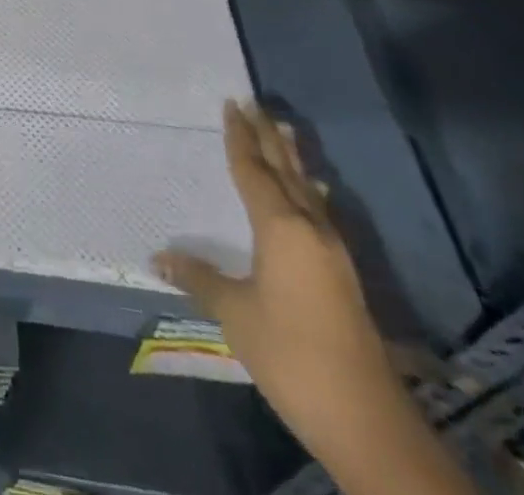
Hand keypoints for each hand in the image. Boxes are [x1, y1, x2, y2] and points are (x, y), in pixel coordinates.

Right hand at [156, 101, 406, 455]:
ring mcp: (332, 251)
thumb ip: (198, 278)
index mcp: (280, 227)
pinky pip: (320, 211)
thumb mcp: (234, 314)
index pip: (253, 170)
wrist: (366, 419)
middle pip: (285, 170)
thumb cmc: (290, 355)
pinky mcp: (342, 273)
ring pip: (307, 189)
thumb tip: (157, 255)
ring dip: (291, 158)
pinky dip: (309, 190)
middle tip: (254, 103)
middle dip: (267, 137)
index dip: (240, 137)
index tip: (231, 105)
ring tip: (284, 130)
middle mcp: (309, 228)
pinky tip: (315, 191)